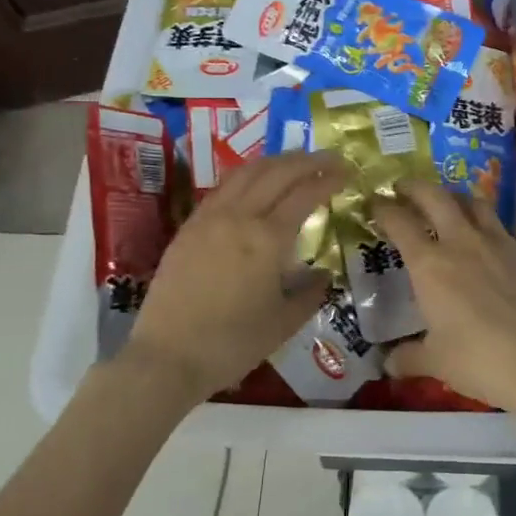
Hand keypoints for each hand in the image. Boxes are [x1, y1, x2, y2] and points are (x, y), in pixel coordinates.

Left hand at [124, 152, 345, 403]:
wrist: (167, 356)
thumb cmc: (232, 344)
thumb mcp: (284, 323)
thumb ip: (310, 293)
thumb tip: (322, 274)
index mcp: (268, 239)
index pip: (305, 194)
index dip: (328, 179)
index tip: (347, 172)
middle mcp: (239, 217)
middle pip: (277, 172)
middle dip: (307, 160)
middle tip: (329, 158)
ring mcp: (210, 218)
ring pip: (246, 172)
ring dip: (275, 161)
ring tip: (296, 160)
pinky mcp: (189, 226)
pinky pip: (223, 187)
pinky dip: (247, 175)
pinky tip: (255, 181)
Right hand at [372, 182, 515, 417]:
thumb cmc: (481, 361)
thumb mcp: (436, 363)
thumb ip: (409, 357)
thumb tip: (388, 363)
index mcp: (431, 264)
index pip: (399, 222)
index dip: (383, 208)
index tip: (375, 203)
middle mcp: (463, 242)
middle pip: (435, 196)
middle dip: (414, 187)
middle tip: (403, 188)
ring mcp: (501, 243)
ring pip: (475, 203)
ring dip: (455, 198)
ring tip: (448, 205)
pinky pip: (505, 230)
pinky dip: (490, 230)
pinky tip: (491, 248)